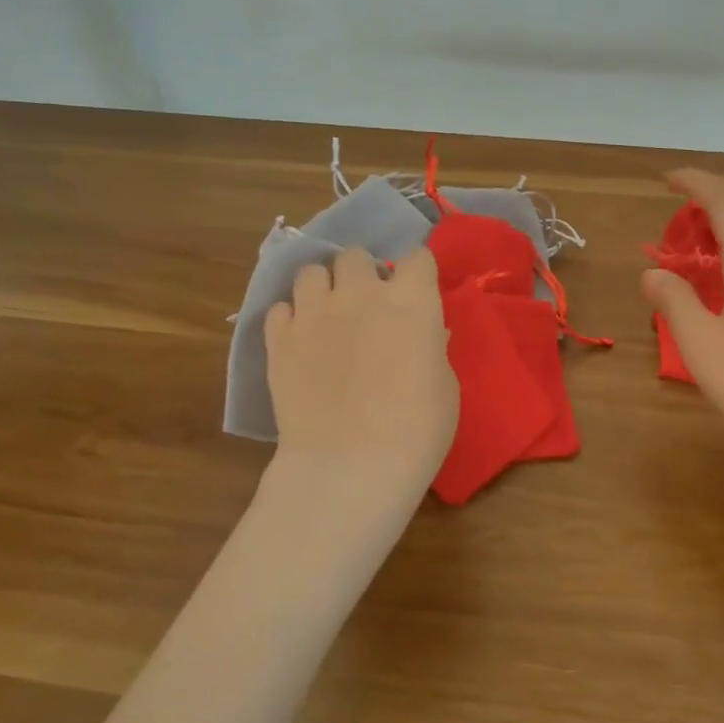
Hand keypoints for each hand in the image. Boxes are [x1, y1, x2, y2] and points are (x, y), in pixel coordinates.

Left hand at [263, 245, 457, 530]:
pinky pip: (280, 308)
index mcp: (411, 300)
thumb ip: (431, 348)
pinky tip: (301, 343)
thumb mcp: (445, 387)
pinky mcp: (278, 338)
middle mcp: (360, 293)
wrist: (350, 466)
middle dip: (363, 274)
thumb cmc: (416, 431)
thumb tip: (425, 335)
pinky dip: (291, 319)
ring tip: (328, 317)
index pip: (417, 258)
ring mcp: (313, 312)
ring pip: (311, 272)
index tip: (416, 294)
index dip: (417, 274)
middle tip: (367, 307)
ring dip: (323, 288)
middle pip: (356, 255)